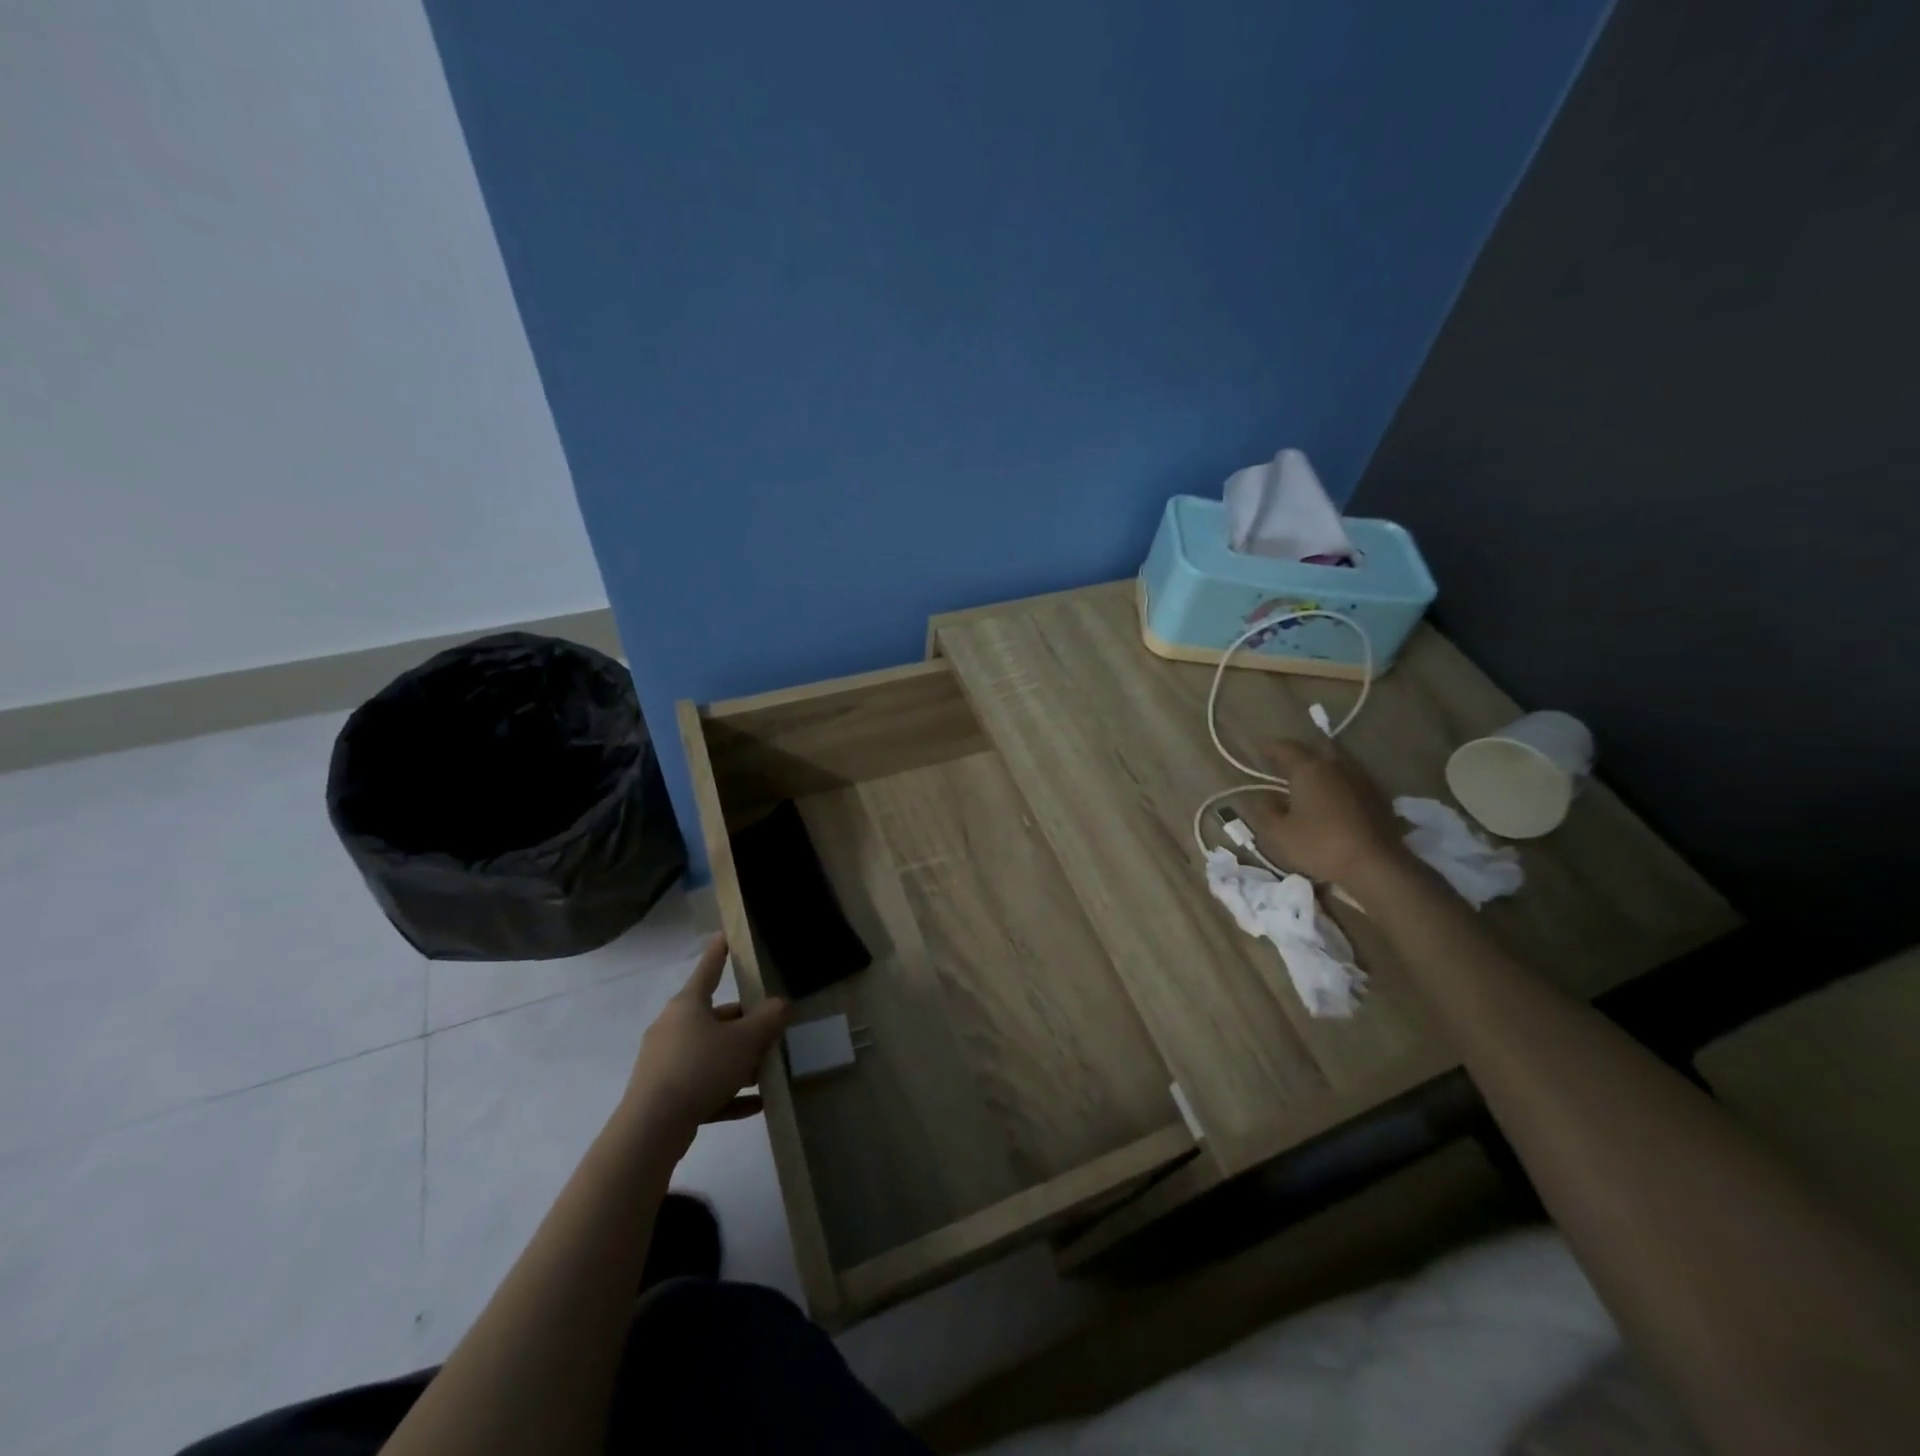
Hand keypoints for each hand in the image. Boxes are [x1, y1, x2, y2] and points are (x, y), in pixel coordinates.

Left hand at [623, 936, 788, 1138]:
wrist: (652, 1128)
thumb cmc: (700, 1068)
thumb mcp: (745, 1041)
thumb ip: (768, 1020)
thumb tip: (782, 1004)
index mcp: (688, 1005)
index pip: (708, 969)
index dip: (720, 952)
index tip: (726, 935)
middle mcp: (673, 1027)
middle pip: (715, 1017)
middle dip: (745, 1025)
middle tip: (771, 1029)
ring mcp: (665, 1062)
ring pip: (710, 1053)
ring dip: (739, 1061)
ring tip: (768, 1072)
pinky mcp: (665, 1095)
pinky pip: (703, 1086)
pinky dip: (728, 1092)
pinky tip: (756, 1105)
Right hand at [1250, 739, 1408, 883]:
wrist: (1376, 866)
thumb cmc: (1320, 845)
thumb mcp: (1279, 833)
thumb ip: (1265, 811)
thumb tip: (1263, 798)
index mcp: (1309, 769)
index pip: (1286, 748)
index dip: (1271, 748)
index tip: (1260, 750)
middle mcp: (1336, 766)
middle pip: (1317, 748)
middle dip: (1301, 752)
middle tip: (1287, 763)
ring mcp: (1361, 780)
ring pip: (1338, 762)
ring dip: (1322, 767)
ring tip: (1309, 780)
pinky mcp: (1378, 797)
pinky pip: (1352, 780)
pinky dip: (1338, 783)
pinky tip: (1333, 798)